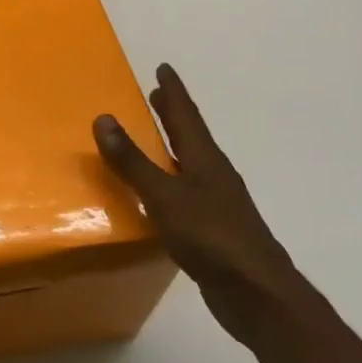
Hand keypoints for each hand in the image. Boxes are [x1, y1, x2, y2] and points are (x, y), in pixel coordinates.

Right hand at [93, 63, 304, 345]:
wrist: (258, 294)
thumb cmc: (211, 237)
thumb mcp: (164, 196)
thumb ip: (133, 162)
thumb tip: (104, 118)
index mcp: (205, 160)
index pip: (186, 116)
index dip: (173, 92)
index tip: (164, 68)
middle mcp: (214, 175)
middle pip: (191, 136)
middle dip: (173, 115)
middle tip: (157, 95)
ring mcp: (217, 204)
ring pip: (190, 164)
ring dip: (172, 147)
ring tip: (153, 139)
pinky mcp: (214, 231)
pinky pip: (186, 193)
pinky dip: (170, 182)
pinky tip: (159, 195)